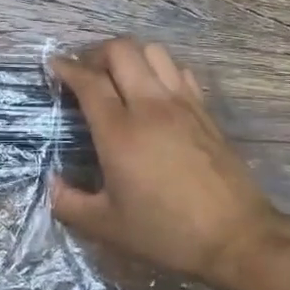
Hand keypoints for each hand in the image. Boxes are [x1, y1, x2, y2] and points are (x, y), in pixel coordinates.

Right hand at [49, 37, 289, 289]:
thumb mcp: (105, 226)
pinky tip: (153, 93)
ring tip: (118, 77)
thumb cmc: (165, 232)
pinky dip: (160, 70)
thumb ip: (68, 202)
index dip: (66, 67)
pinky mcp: (205, 112)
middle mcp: (150, 106)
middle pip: (122, 51)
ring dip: (130, 57)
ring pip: (154, 52)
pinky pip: (179, 71)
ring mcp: (183, 104)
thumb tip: (53, 183)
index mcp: (120, 131)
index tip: (53, 67)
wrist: (236, 238)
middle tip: (85, 72)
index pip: (88, 80)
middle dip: (96, 53)